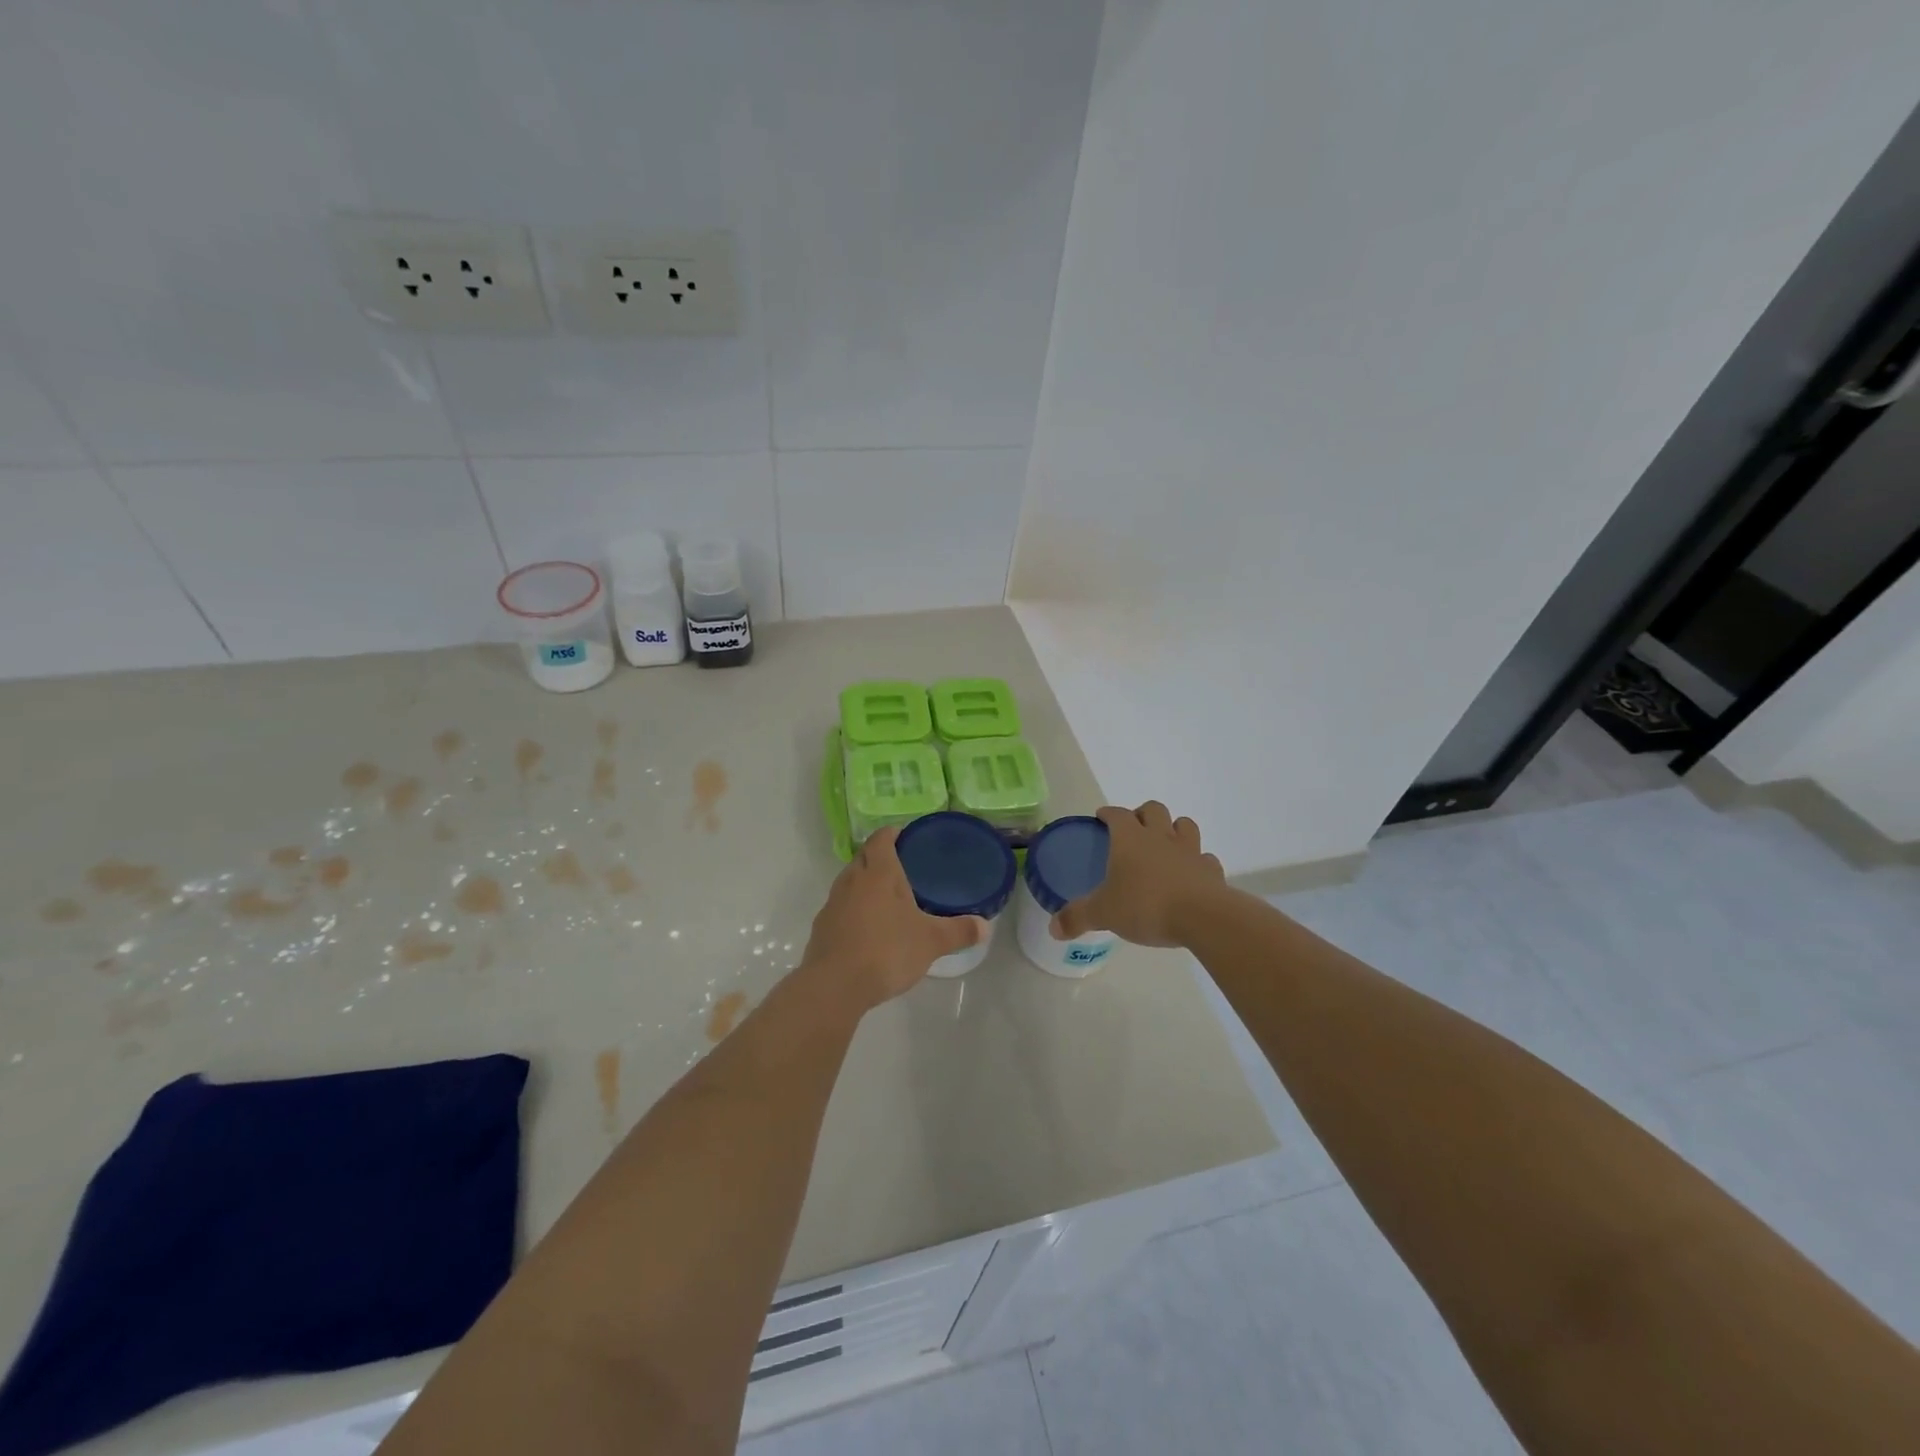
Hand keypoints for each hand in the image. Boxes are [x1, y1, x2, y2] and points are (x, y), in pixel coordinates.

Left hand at [796, 827, 985, 1012]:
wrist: (835, 985)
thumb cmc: (887, 951)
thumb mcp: (931, 941)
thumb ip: (959, 931)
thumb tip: (985, 927)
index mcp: (879, 873)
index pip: (881, 838)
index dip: (893, 833)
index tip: (907, 837)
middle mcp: (852, 880)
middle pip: (864, 857)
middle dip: (880, 857)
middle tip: (904, 868)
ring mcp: (833, 903)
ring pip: (849, 881)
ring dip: (865, 884)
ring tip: (888, 899)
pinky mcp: (822, 928)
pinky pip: (840, 907)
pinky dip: (854, 909)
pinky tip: (869, 929)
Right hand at [1053, 802, 1226, 948]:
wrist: (1202, 917)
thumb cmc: (1146, 905)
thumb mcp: (1103, 913)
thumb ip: (1077, 918)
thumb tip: (1053, 928)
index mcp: (1130, 839)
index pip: (1117, 814)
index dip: (1108, 813)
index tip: (1101, 817)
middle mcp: (1160, 837)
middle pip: (1153, 809)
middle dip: (1143, 814)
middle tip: (1134, 830)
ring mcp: (1190, 851)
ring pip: (1185, 825)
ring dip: (1174, 829)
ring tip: (1165, 844)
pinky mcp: (1211, 870)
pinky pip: (1204, 858)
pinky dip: (1197, 862)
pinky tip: (1190, 874)